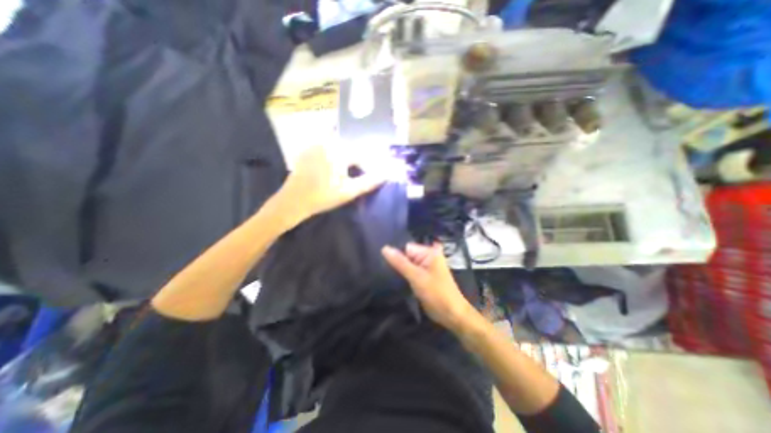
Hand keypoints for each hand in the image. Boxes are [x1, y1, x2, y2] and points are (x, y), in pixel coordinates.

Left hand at [275, 145, 384, 224]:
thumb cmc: (322, 197)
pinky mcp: (309, 148)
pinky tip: (336, 163)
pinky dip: (336, 149)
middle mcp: (327, 142)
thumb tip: (386, 174)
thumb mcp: (348, 192)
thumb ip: (369, 182)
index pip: (362, 153)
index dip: (370, 163)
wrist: (293, 200)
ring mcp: (316, 144)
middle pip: (351, 144)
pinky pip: (327, 143)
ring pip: (339, 142)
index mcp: (338, 152)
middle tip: (364, 168)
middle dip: (360, 155)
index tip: (373, 173)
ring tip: (352, 165)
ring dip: (349, 151)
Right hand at [379, 244, 475, 331]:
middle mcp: (428, 256)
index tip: (385, 265)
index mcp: (429, 252)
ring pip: (408, 264)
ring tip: (390, 276)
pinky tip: (397, 280)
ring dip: (401, 270)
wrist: (452, 314)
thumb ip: (400, 262)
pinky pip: (411, 272)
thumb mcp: (416, 277)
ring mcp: (426, 267)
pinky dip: (405, 276)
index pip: (406, 247)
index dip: (397, 255)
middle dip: (398, 263)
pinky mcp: (424, 277)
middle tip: (387, 272)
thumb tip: (384, 248)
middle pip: (407, 255)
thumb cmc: (436, 293)